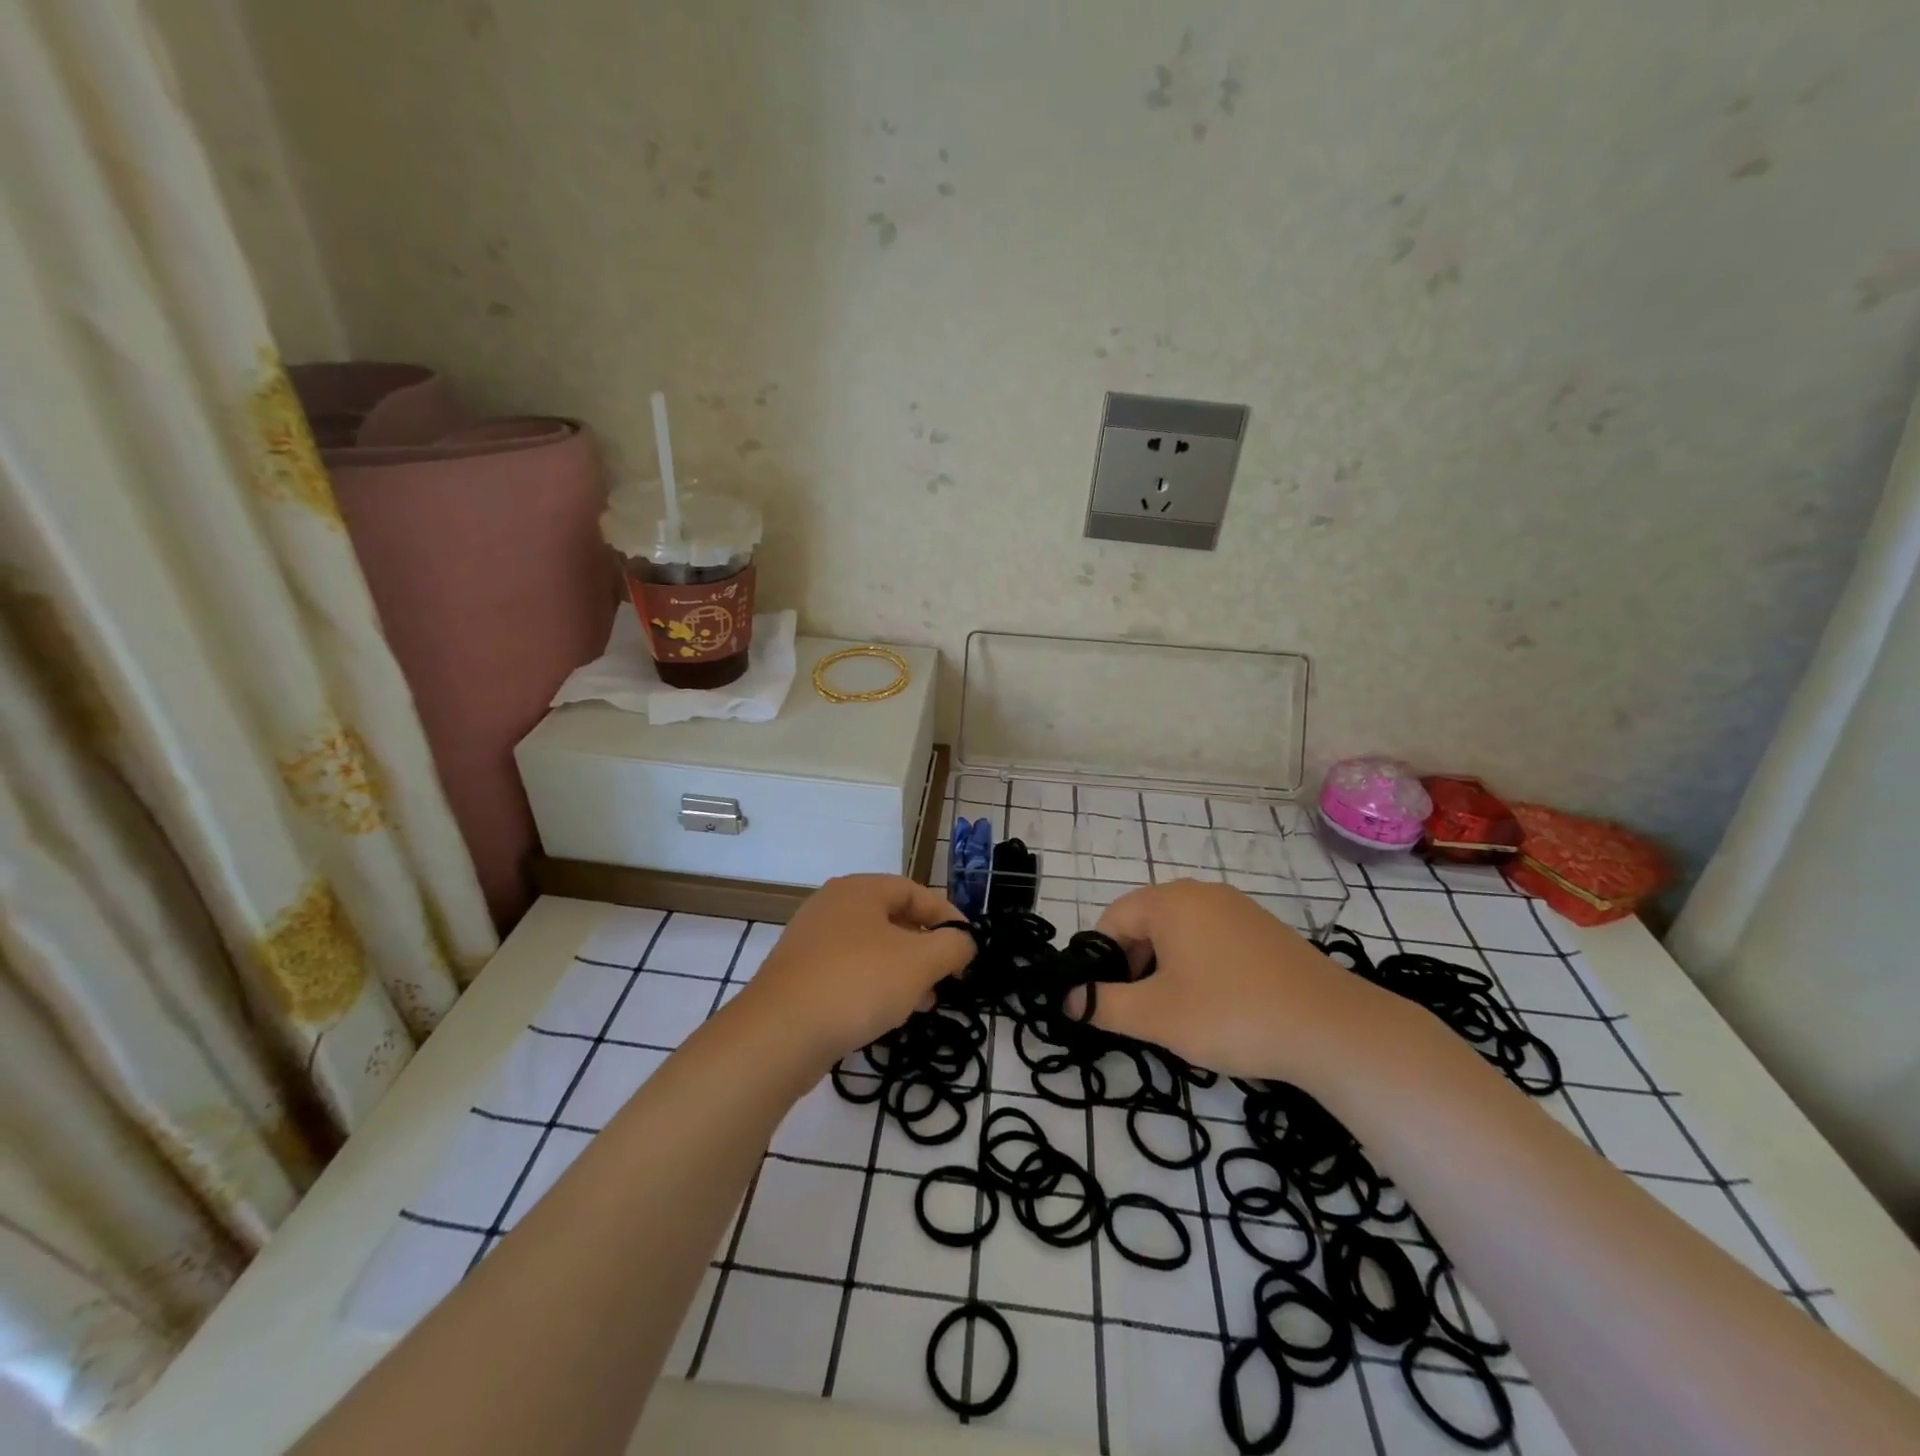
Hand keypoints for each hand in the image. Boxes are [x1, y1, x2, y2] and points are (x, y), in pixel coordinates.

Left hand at [737, 875, 974, 1066]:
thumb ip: (953, 946)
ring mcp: (811, 941)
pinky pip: (848, 971)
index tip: (969, 947)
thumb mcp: (920, 962)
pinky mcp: (798, 976)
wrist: (779, 1033)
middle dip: (926, 948)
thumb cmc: (858, 983)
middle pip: (893, 919)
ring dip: (903, 971)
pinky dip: (874, 986)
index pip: (915, 892)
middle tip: (948, 977)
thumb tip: (964, 942)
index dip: (948, 917)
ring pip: (871, 948)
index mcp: (860, 889)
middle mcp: (832, 906)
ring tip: (924, 1002)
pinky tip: (887, 1015)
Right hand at [1087, 880, 1382, 1084]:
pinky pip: (1212, 940)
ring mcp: (1237, 908)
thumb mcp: (1156, 1015)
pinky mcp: (1263, 930)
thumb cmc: (1231, 1014)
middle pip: (1145, 924)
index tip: (1106, 1003)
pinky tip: (1217, 1006)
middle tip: (1142, 1013)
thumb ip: (1103, 1004)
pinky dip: (1199, 968)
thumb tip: (1068, 998)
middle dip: (1134, 967)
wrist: (1332, 1028)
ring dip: (1165, 970)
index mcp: (1169, 901)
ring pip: (1179, 934)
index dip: (1100, 962)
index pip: (1111, 920)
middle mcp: (1201, 892)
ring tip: (1179, 1014)